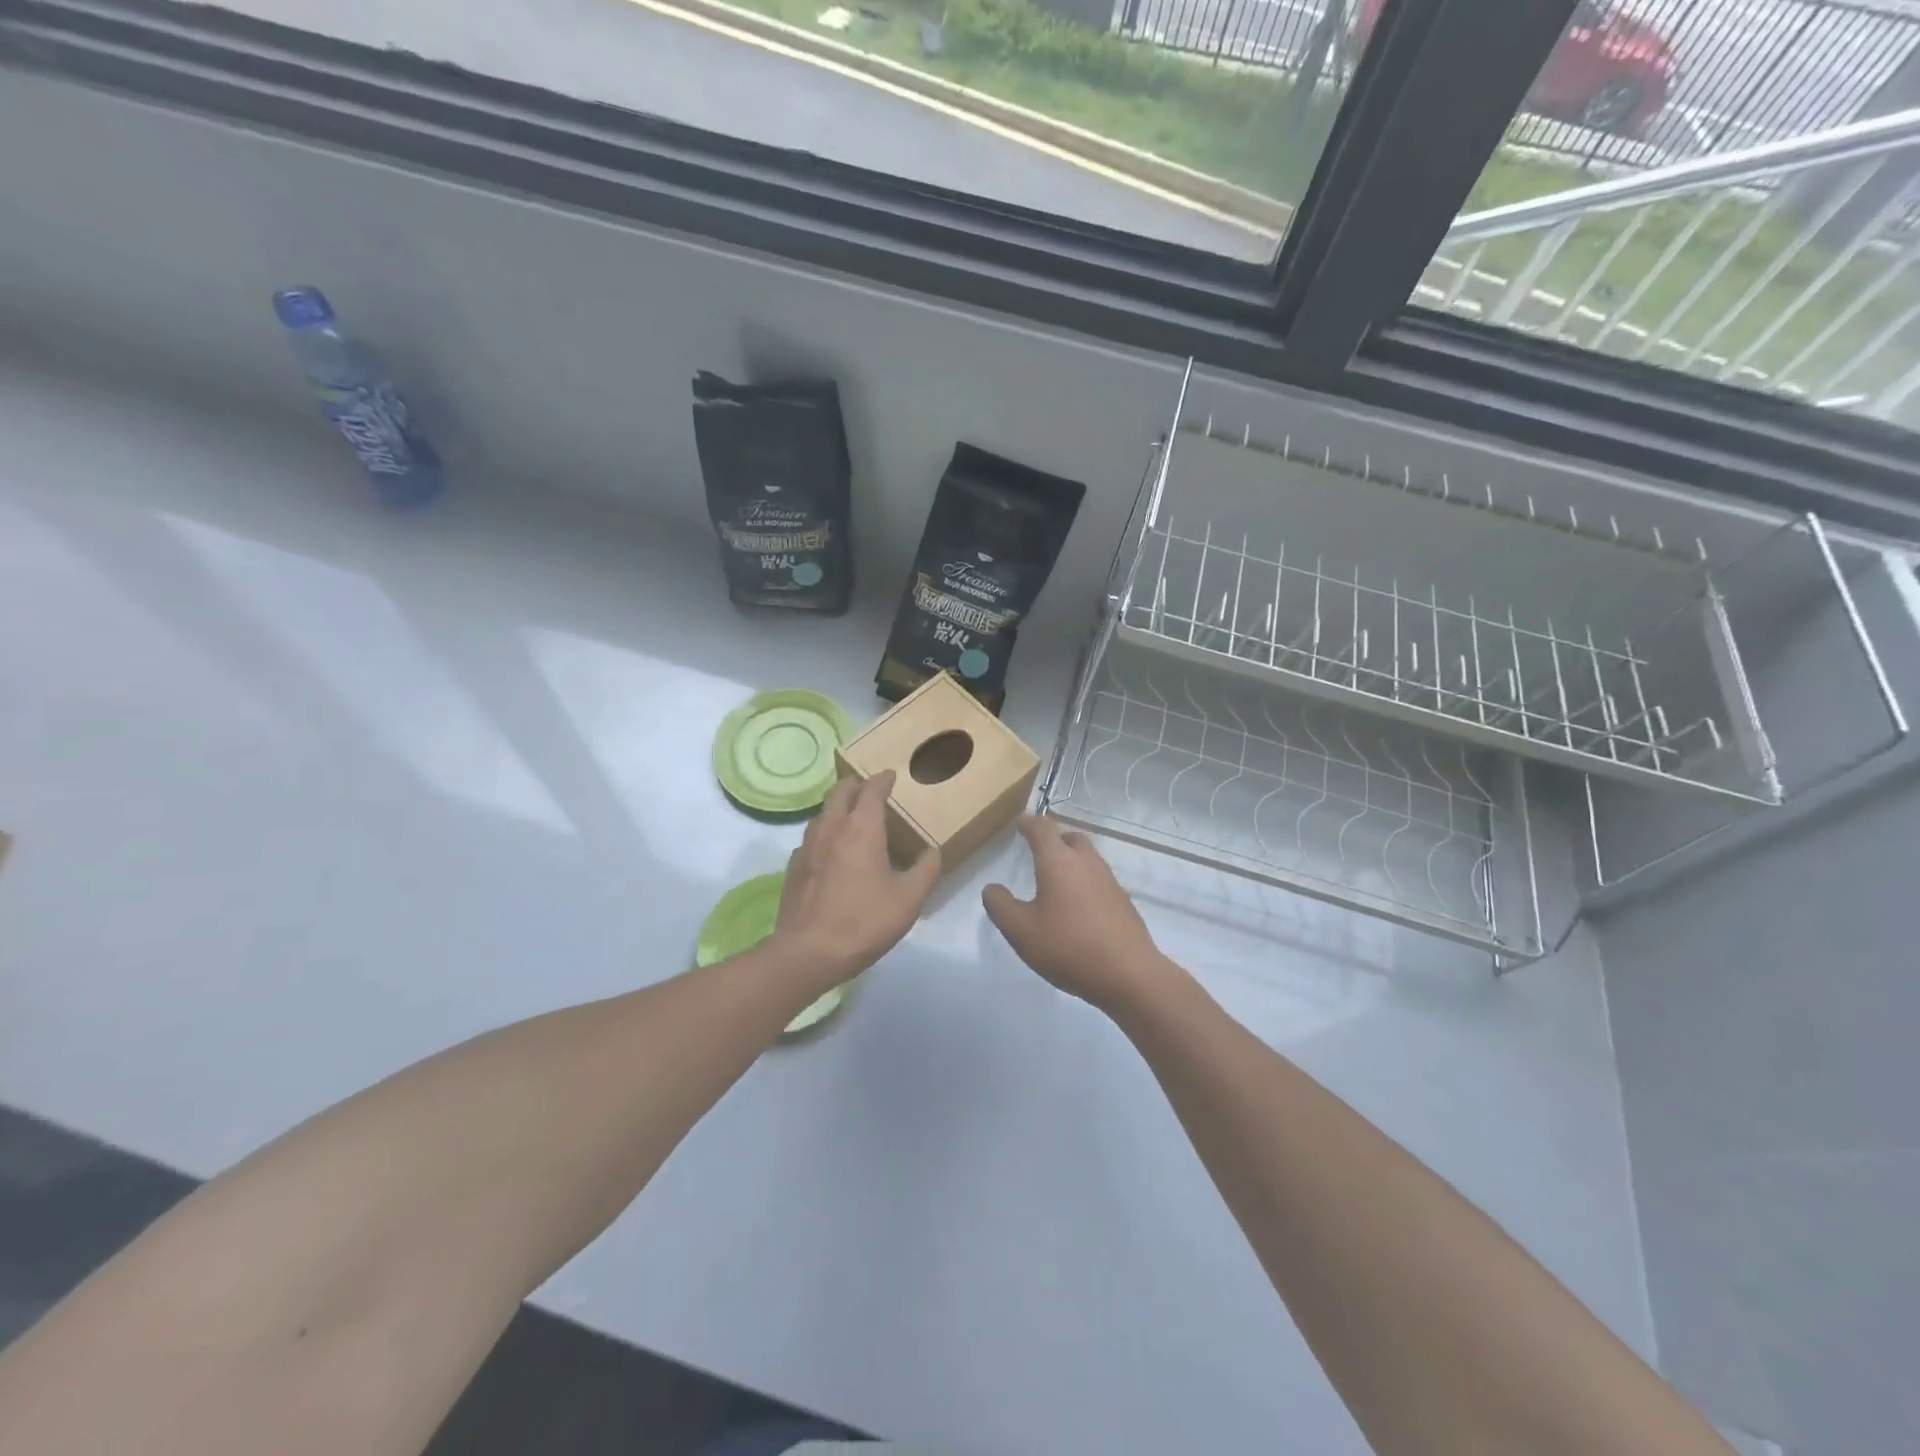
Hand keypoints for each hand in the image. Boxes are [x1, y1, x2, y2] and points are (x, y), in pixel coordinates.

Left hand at [773, 770, 939, 989]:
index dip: (882, 780)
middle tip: (868, 787)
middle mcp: (832, 828)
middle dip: (855, 784)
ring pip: (822, 813)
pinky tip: (830, 850)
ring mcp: (807, 847)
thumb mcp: (909, 899)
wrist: (808, 952)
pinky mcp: (793, 868)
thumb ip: (925, 870)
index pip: (872, 790)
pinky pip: (810, 838)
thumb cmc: (864, 921)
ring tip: (851, 816)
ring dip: (837, 807)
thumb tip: (932, 852)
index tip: (891, 775)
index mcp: (862, 829)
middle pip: (840, 792)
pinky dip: (824, 832)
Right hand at [983, 816, 1175, 1014]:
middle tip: (1039, 852)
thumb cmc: (1068, 947)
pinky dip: (1085, 883)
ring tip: (1056, 882)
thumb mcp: (1021, 931)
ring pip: (1088, 858)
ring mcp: (1109, 881)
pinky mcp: (1123, 902)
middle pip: (1070, 837)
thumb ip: (1000, 906)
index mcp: (1058, 861)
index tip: (1020, 822)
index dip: (1028, 823)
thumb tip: (992, 888)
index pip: (1042, 828)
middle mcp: (1086, 863)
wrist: (1129, 974)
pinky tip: (1078, 909)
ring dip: (1071, 861)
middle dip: (1054, 839)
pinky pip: (1099, 880)